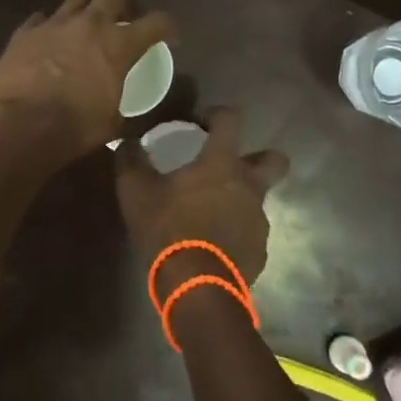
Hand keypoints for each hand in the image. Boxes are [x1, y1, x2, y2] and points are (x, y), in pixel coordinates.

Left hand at [0, 0, 171, 164]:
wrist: (22, 126)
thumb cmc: (76, 127)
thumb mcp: (113, 123)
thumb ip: (123, 107)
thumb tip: (127, 115)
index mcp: (119, 45)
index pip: (156, 22)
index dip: (165, 26)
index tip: (165, 35)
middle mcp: (90, 24)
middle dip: (120, 5)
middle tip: (118, 22)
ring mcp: (55, 23)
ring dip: (84, 9)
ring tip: (81, 26)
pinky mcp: (25, 31)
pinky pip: (40, 18)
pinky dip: (48, 26)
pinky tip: (46, 39)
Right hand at [116, 107, 288, 294]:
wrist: (196, 286)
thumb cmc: (168, 229)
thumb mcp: (136, 191)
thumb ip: (130, 160)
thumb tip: (127, 142)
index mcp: (222, 163)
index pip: (231, 119)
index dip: (218, 114)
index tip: (201, 122)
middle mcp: (249, 186)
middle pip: (274, 160)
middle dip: (258, 157)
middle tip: (228, 167)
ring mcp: (259, 220)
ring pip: (258, 199)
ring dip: (239, 200)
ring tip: (210, 213)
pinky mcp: (260, 251)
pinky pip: (250, 232)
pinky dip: (235, 233)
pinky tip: (213, 244)